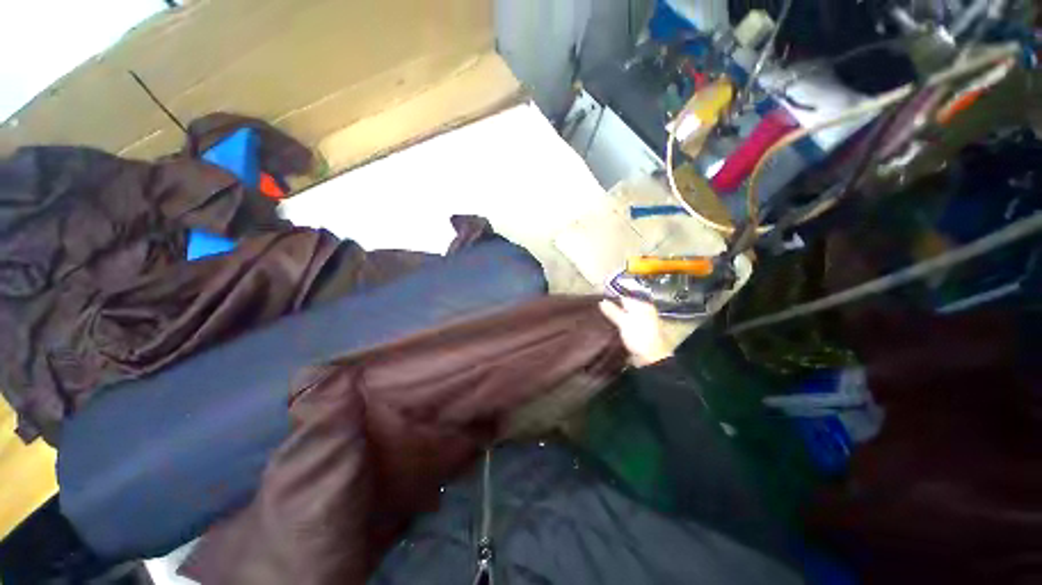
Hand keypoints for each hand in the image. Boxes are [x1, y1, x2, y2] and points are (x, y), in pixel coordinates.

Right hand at [599, 297, 672, 366]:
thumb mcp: (624, 322)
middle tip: (597, 312)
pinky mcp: (637, 335)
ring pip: (623, 318)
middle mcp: (643, 313)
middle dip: (611, 310)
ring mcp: (641, 325)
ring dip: (613, 320)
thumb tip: (602, 301)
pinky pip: (624, 327)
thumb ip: (613, 311)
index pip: (624, 298)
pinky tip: (607, 329)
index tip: (597, 304)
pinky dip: (617, 328)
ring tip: (599, 320)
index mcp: (643, 306)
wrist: (651, 360)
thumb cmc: (639, 337)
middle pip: (624, 308)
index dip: (611, 300)